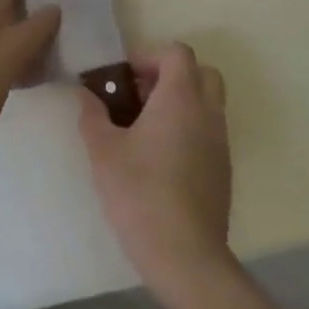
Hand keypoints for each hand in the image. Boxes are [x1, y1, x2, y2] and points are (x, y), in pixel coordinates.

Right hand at [79, 42, 232, 293]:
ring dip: (180, 103)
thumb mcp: (103, 151)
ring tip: (144, 128)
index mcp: (180, 98)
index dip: (149, 56)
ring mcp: (220, 142)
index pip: (177, 53)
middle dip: (170, 75)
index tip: (123, 77)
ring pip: (207, 103)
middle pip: (201, 72)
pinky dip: (188, 129)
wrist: (185, 255)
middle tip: (138, 96)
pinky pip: (209, 131)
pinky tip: (160, 158)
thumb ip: (92, 115)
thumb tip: (85, 94)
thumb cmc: (140, 193)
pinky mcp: (223, 169)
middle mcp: (207, 112)